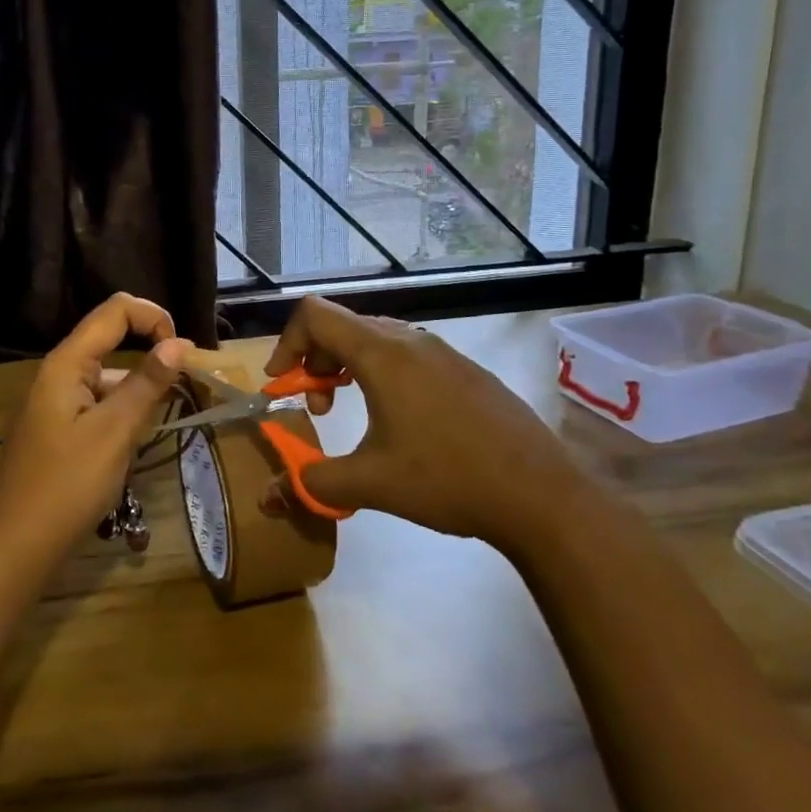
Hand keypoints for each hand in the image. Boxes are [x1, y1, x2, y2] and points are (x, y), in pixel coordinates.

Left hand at [0, 293, 192, 561]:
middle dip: (151, 353)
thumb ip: (147, 383)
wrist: (17, 546)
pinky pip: (97, 403)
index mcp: (66, 363)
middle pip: (110, 339)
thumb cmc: (68, 484)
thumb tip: (179, 342)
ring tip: (162, 422)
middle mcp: (58, 373)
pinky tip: (134, 442)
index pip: (115, 310)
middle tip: (184, 387)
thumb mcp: (115, 431)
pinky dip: (122, 411)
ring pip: (107, 376)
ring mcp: (55, 402)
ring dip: (138, 388)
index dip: (153, 317)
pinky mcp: (58, 428)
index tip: (183, 352)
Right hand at [263, 297, 586, 548]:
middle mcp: (411, 340)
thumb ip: (312, 482)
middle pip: (343, 325)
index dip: (286, 343)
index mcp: (382, 354)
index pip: (315, 315)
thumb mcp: (370, 484)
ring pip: (377, 339)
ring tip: (352, 411)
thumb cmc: (447, 479)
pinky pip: (408, 354)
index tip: (282, 385)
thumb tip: (269, 496)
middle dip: (316, 361)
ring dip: (349, 367)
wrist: (541, 495)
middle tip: (317, 407)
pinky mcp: (467, 370)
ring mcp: (444, 352)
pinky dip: (382, 373)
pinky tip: (400, 421)